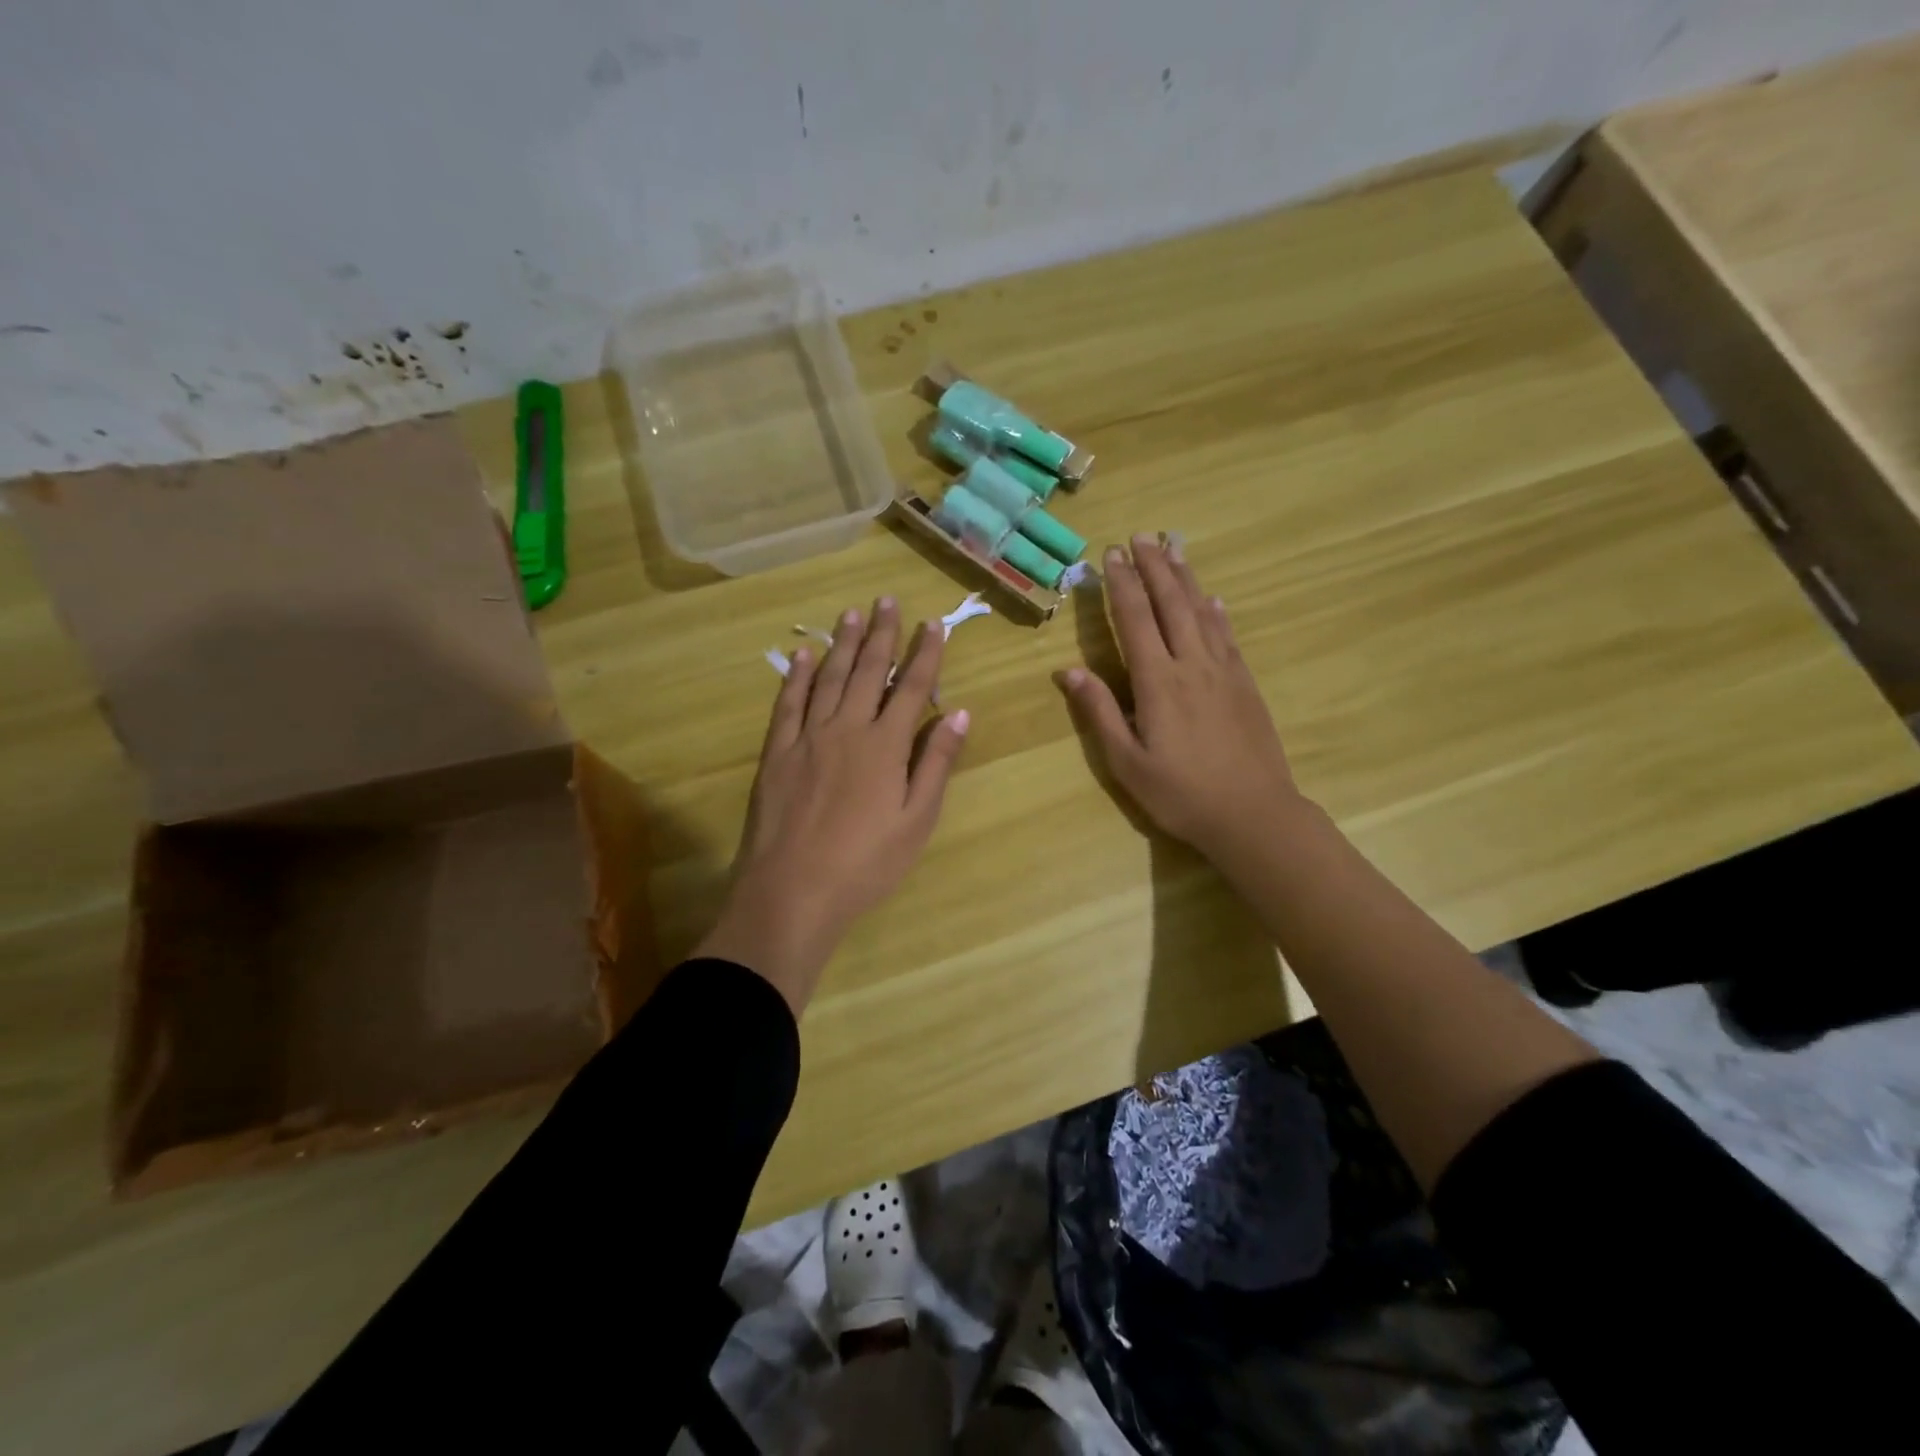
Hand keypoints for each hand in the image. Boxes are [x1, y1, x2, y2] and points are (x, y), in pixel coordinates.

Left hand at [697, 598, 968, 1014]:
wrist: (793, 891)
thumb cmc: (866, 863)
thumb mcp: (916, 820)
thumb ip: (936, 763)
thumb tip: (960, 714)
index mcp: (885, 745)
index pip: (911, 687)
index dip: (925, 654)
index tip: (933, 624)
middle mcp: (847, 728)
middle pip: (867, 671)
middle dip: (881, 634)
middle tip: (886, 600)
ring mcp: (807, 737)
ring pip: (827, 679)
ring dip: (841, 644)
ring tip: (851, 614)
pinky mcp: (777, 752)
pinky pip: (788, 703)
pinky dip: (796, 676)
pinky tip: (802, 656)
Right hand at [1058, 535, 1304, 868]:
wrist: (1252, 814)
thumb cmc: (1180, 793)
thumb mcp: (1126, 762)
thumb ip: (1098, 713)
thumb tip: (1067, 672)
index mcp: (1157, 682)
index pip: (1134, 620)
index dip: (1121, 585)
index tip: (1111, 555)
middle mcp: (1191, 664)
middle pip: (1170, 603)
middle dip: (1153, 567)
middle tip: (1141, 536)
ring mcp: (1223, 671)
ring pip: (1201, 612)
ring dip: (1185, 578)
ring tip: (1173, 547)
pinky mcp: (1245, 684)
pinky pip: (1227, 636)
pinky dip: (1216, 612)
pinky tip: (1212, 599)